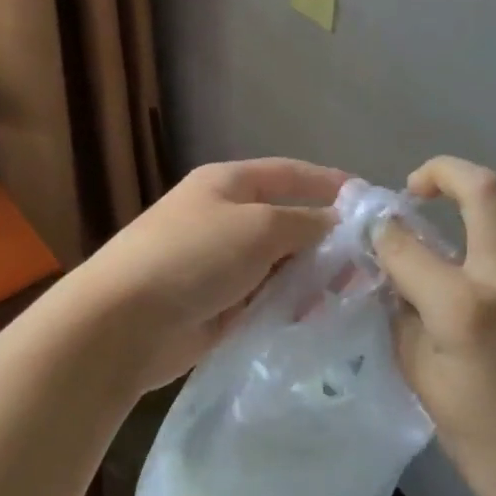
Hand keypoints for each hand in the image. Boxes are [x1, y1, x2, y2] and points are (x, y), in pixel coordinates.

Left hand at [63, 158, 345, 393]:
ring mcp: (220, 264)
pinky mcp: (218, 306)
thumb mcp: (258, 227)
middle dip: (326, 238)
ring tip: (352, 292)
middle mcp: (224, 218)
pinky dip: (290, 305)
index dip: (328, 182)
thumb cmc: (193, 256)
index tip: (370, 201)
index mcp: (227, 184)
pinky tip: (319, 318)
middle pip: (287, 221)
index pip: (288, 173)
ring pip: (279, 264)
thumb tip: (336, 222)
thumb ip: (305, 222)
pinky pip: (265, 299)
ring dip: (311, 276)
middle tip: (371, 261)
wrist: (124, 322)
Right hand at [375, 156, 495, 495]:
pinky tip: (488, 271)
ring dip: (479, 198)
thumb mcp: (419, 373)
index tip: (375, 231)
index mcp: (466, 307)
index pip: (408, 244)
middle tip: (418, 189)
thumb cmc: (482, 438)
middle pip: (485, 189)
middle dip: (443, 172)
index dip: (382, 231)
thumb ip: (403, 308)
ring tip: (453, 219)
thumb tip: (394, 265)